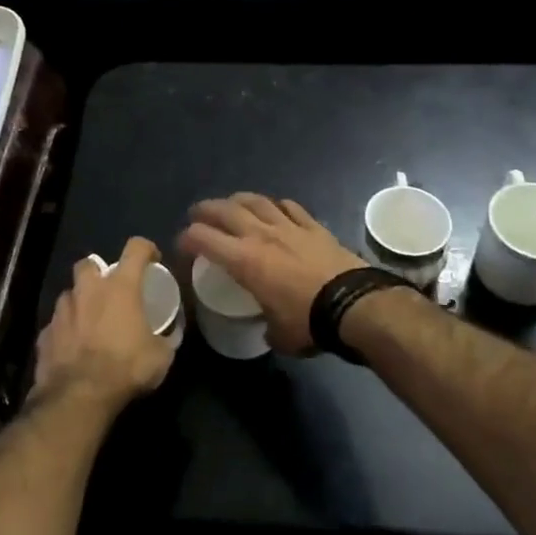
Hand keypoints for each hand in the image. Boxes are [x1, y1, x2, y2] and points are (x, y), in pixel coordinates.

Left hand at [33, 238, 174, 407]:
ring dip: (80, 302)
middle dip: (98, 272)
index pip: (136, 248)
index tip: (152, 259)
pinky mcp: (45, 333)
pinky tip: (73, 347)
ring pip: (69, 294)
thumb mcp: (161, 357)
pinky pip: (56, 324)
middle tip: (109, 290)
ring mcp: (62, 311)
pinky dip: (65, 330)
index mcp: (120, 287)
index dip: (146, 249)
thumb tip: (173, 333)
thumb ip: (168, 339)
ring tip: (90, 321)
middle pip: (89, 264)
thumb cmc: (125, 368)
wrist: (79, 396)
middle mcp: (88, 290)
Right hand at [178, 193, 364, 355]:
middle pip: (225, 210)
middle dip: (205, 210)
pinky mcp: (313, 226)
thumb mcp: (278, 334)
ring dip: (238, 200)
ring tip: (231, 203)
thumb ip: (267, 327)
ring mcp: (289, 226)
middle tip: (197, 214)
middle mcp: (261, 235)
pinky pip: (289, 206)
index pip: (203, 239)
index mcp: (244, 260)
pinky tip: (274, 208)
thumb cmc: (308, 322)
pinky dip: (276, 205)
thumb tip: (268, 330)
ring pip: (256, 201)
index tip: (182, 246)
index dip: (186, 239)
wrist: (354, 304)